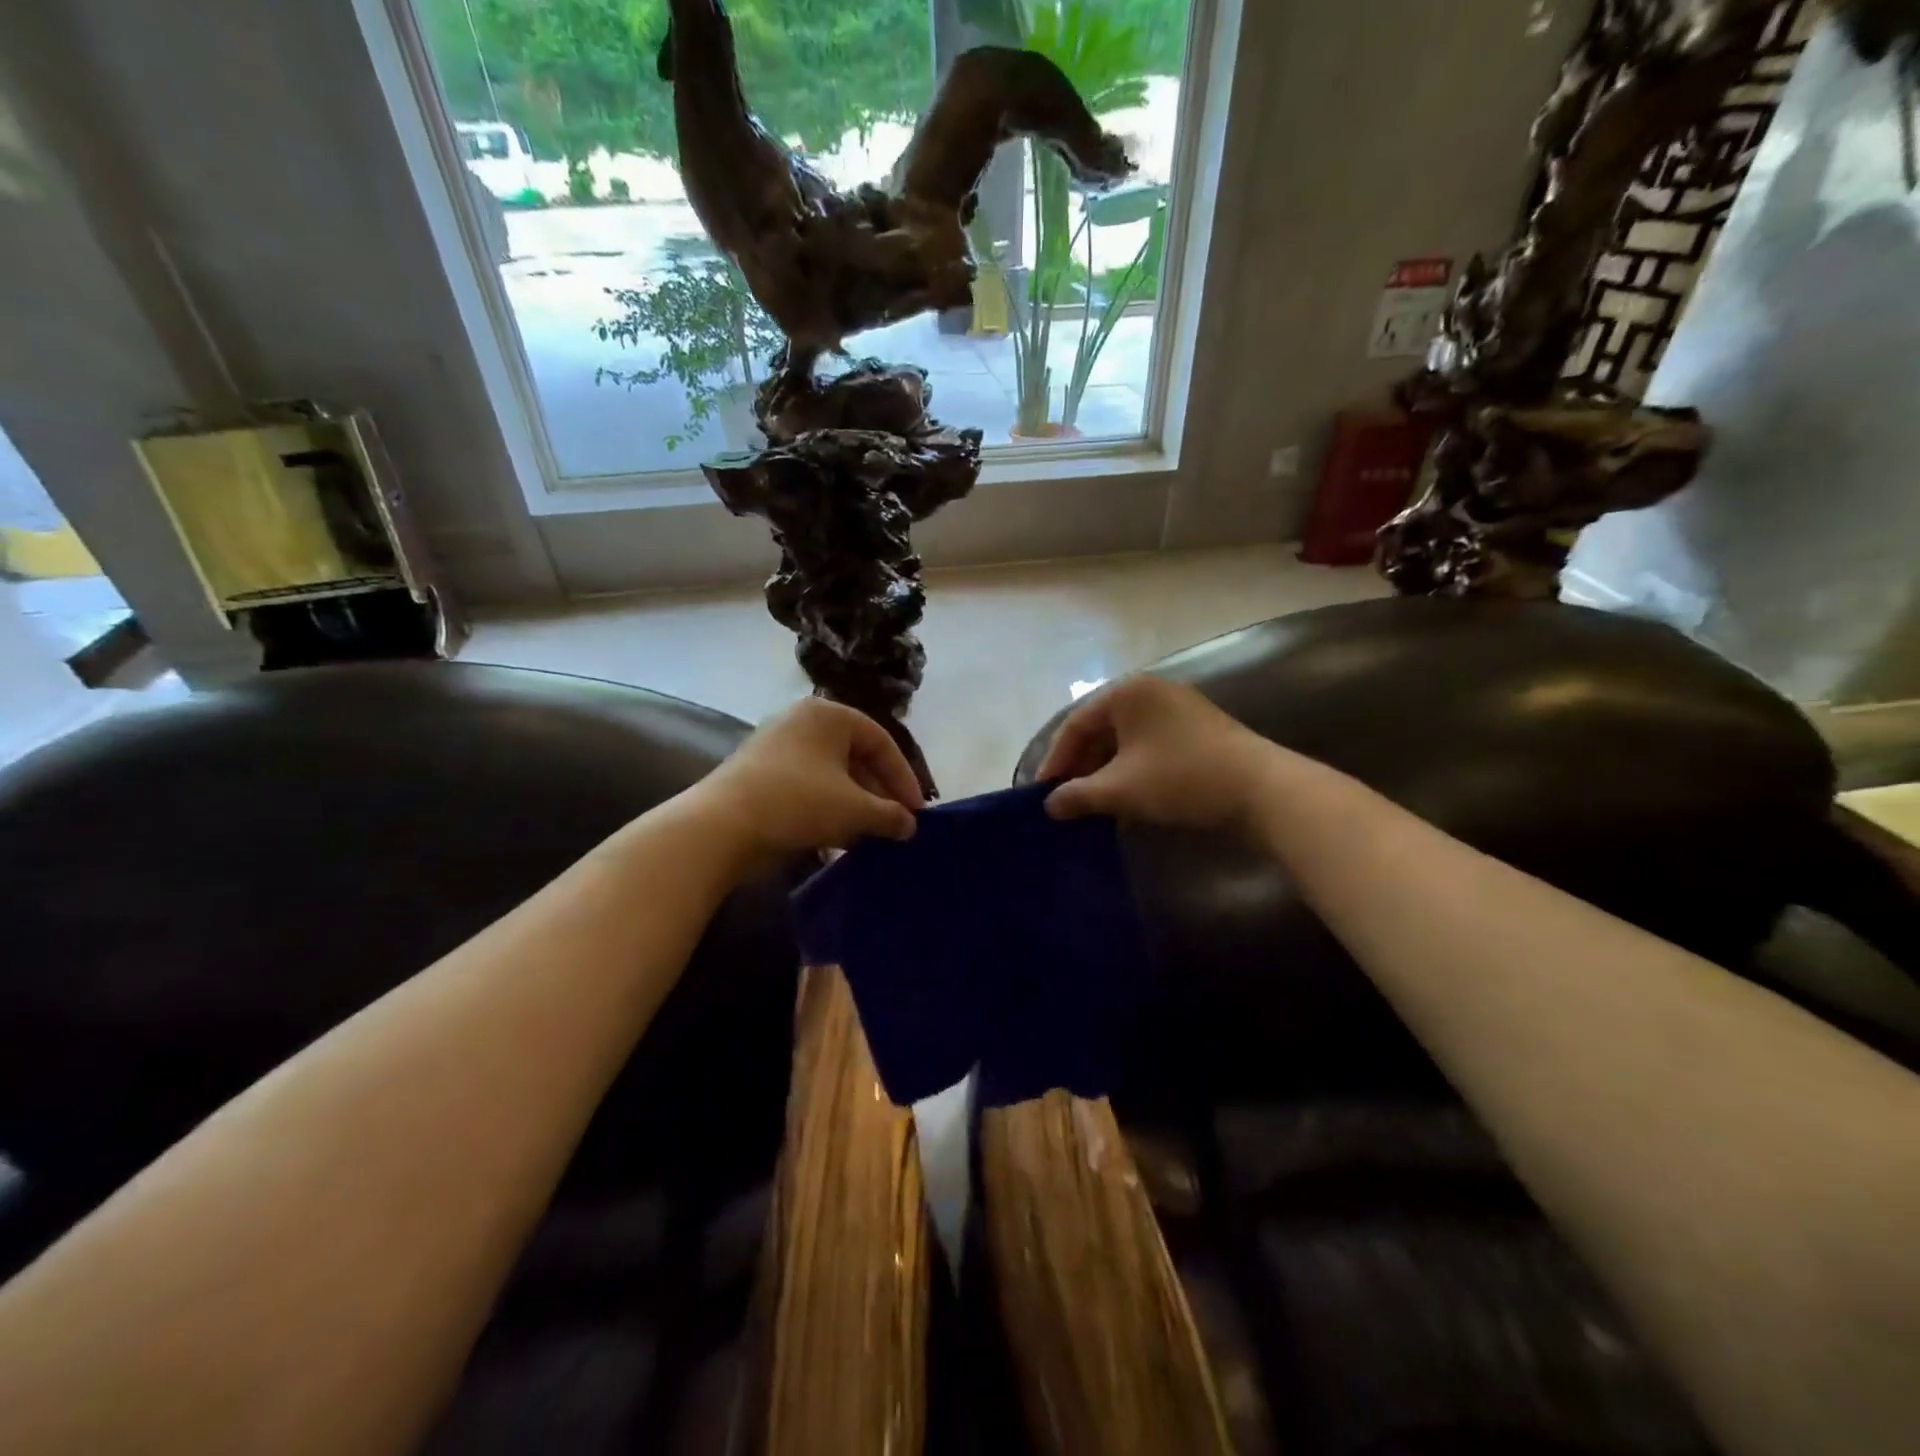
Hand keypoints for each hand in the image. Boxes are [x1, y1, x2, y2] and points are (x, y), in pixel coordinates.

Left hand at [691, 698, 923, 870]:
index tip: (917, 812)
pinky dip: (827, 810)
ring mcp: (777, 747)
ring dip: (855, 806)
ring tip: (870, 836)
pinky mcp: (760, 775)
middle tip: (895, 825)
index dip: (904, 778)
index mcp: (829, 715)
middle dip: (879, 794)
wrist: (720, 827)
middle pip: (856, 757)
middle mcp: (802, 722)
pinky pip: (807, 788)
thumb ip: (890, 815)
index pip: (882, 742)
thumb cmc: (798, 803)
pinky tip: (836, 840)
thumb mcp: (855, 809)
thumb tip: (910, 826)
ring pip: (832, 776)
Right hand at [1039, 676, 1274, 830]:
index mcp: (1127, 693)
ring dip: (1105, 772)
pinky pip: (1149, 747)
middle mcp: (1150, 691)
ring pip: (1126, 741)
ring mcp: (1177, 709)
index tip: (1042, 793)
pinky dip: (1131, 771)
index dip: (1055, 761)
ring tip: (1092, 804)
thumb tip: (1050, 805)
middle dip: (1081, 767)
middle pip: (1100, 730)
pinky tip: (1126, 800)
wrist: (1261, 790)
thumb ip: (1077, 795)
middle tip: (1066, 800)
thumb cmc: (1180, 778)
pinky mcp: (1197, 730)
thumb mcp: (1120, 789)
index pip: (1076, 724)